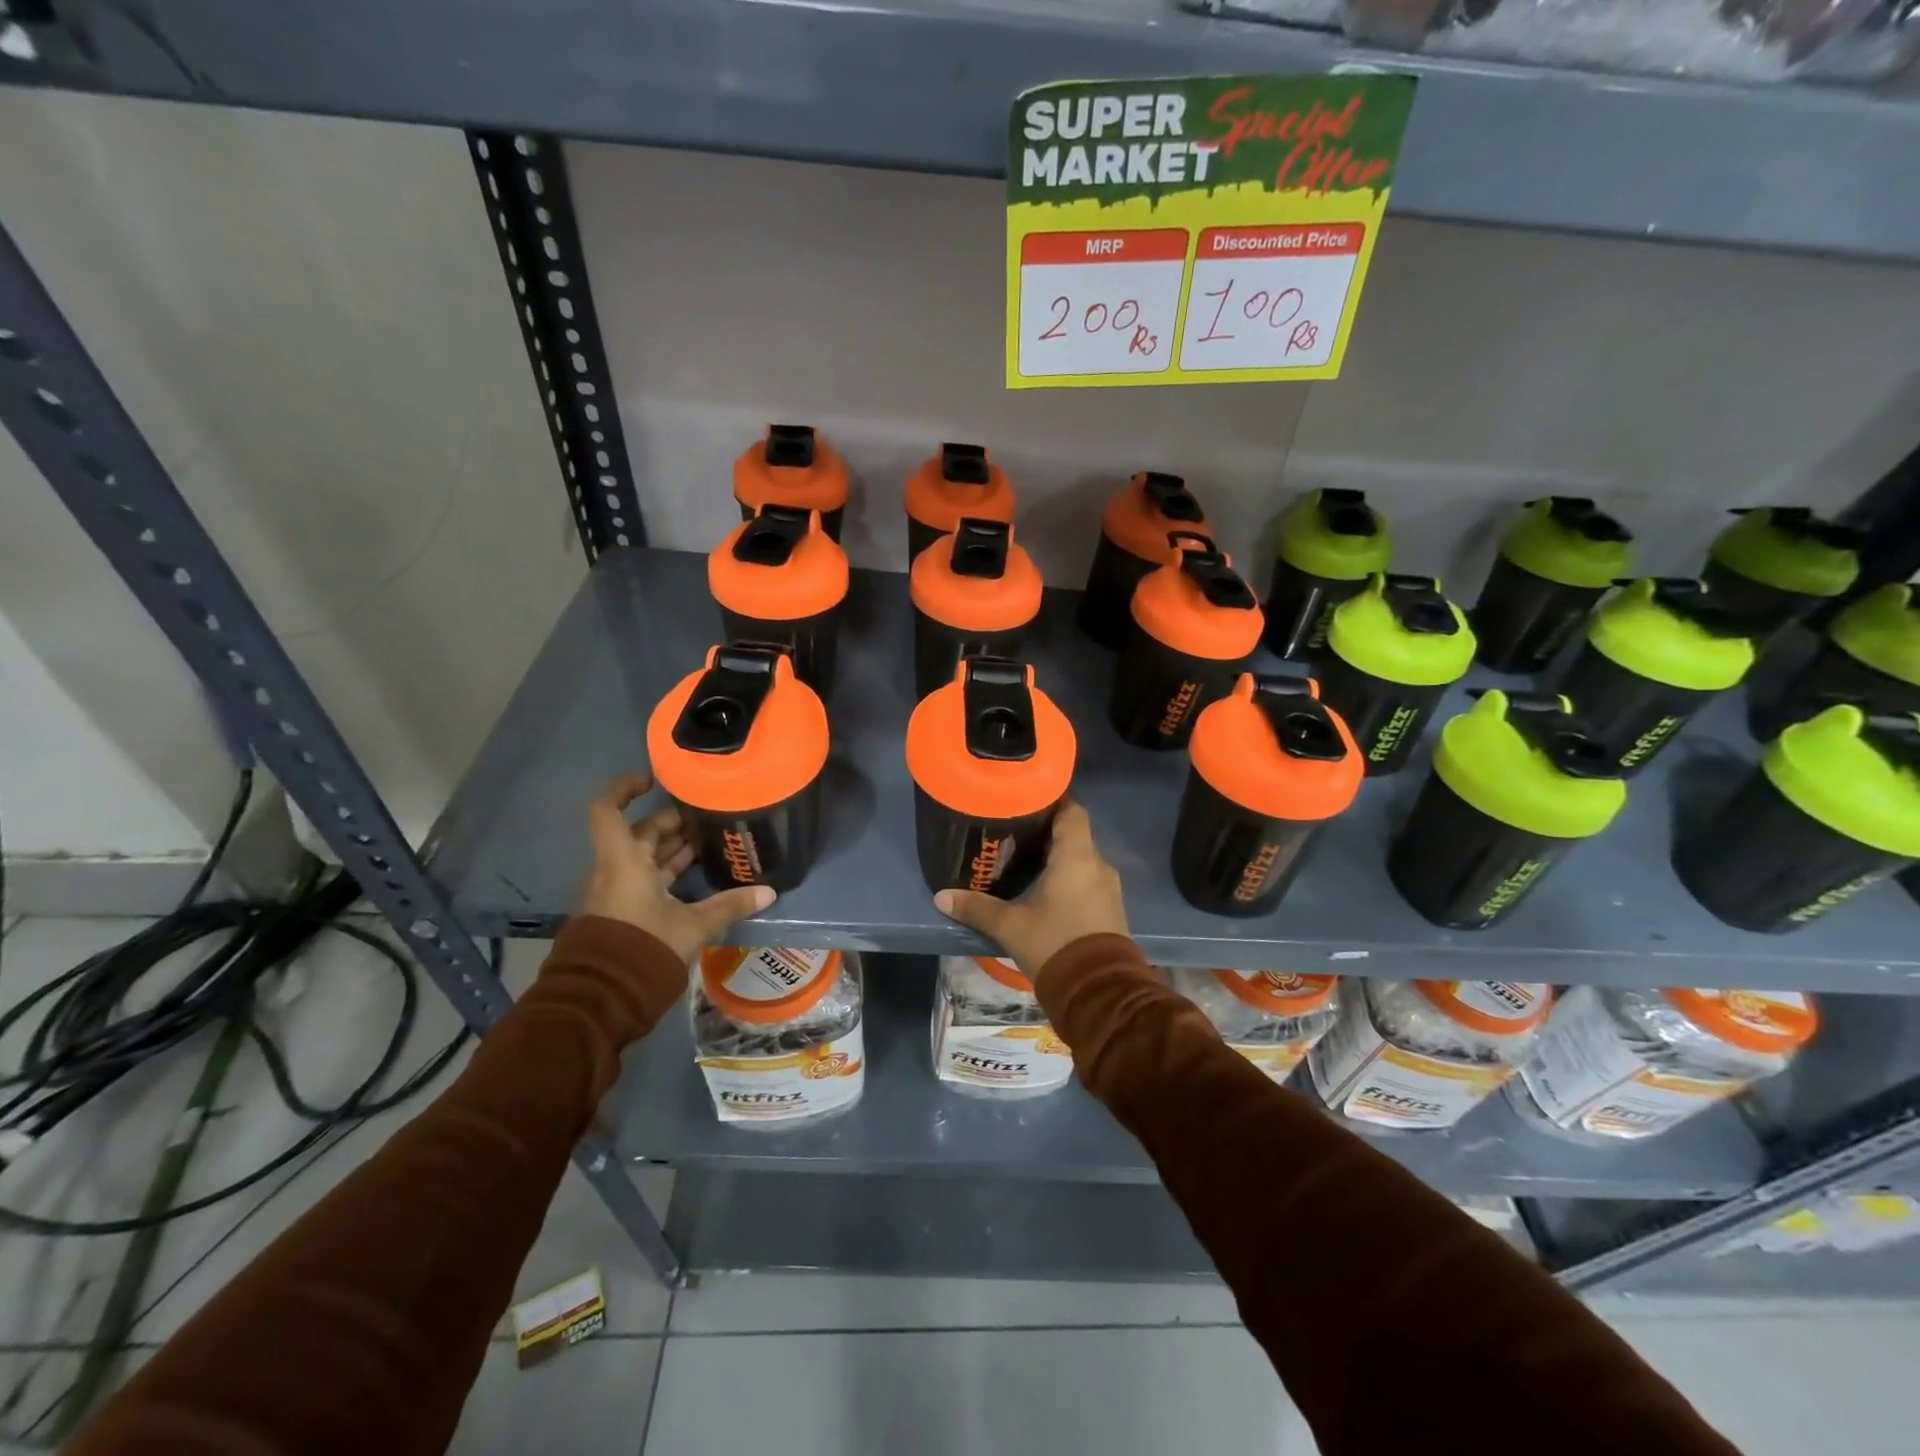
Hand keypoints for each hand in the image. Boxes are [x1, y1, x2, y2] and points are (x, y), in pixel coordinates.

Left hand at [578, 774, 775, 961]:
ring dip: (673, 849)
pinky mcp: (621, 912)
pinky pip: (644, 879)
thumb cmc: (642, 948)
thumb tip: (769, 892)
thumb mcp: (692, 927)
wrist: (601, 1000)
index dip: (625, 788)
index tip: (653, 779)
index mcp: (623, 861)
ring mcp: (615, 892)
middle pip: (640, 833)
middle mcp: (614, 870)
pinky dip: (667, 872)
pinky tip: (697, 878)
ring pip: (644, 857)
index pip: (608, 810)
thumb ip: (729, 906)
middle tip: (709, 819)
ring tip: (710, 843)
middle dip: (673, 823)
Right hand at [933, 799, 1128, 985]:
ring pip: (1082, 859)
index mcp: (1077, 856)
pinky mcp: (1111, 910)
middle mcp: (1098, 865)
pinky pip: (1089, 881)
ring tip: (1026, 861)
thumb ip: (977, 908)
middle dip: (1048, 831)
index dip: (1053, 800)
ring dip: (1059, 858)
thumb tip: (941, 896)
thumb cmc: (1055, 944)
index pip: (1072, 810)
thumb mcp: (1010, 926)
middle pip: (1075, 834)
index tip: (1027, 799)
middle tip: (1016, 832)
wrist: (1099, 993)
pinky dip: (1069, 878)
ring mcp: (1109, 888)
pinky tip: (1046, 891)